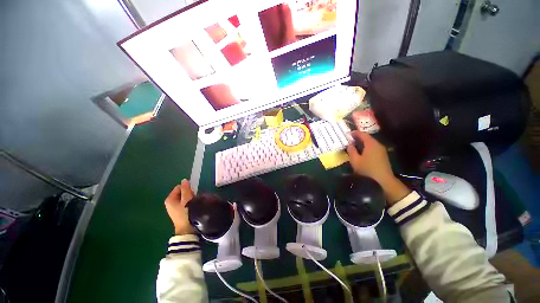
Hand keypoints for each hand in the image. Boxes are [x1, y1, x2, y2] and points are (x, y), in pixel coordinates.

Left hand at [164, 179, 194, 234]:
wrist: (186, 229)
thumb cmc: (185, 213)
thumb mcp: (186, 199)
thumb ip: (186, 189)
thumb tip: (184, 180)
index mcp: (169, 199)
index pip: (179, 187)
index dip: (187, 188)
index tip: (192, 194)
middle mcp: (170, 202)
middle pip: (182, 192)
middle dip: (188, 194)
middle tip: (193, 199)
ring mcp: (174, 208)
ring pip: (184, 197)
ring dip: (190, 199)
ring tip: (193, 204)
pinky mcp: (179, 212)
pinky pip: (185, 203)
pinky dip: (189, 203)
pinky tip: (192, 208)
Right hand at [346, 131, 409, 204]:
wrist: (383, 180)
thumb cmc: (367, 169)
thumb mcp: (355, 160)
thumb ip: (351, 151)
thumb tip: (350, 145)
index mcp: (371, 144)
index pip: (363, 134)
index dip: (355, 133)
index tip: (348, 133)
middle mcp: (378, 145)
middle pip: (368, 138)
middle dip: (359, 137)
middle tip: (350, 139)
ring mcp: (382, 150)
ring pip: (371, 143)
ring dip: (363, 143)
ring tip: (355, 145)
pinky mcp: (383, 156)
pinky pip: (373, 147)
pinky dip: (367, 147)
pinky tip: (362, 151)